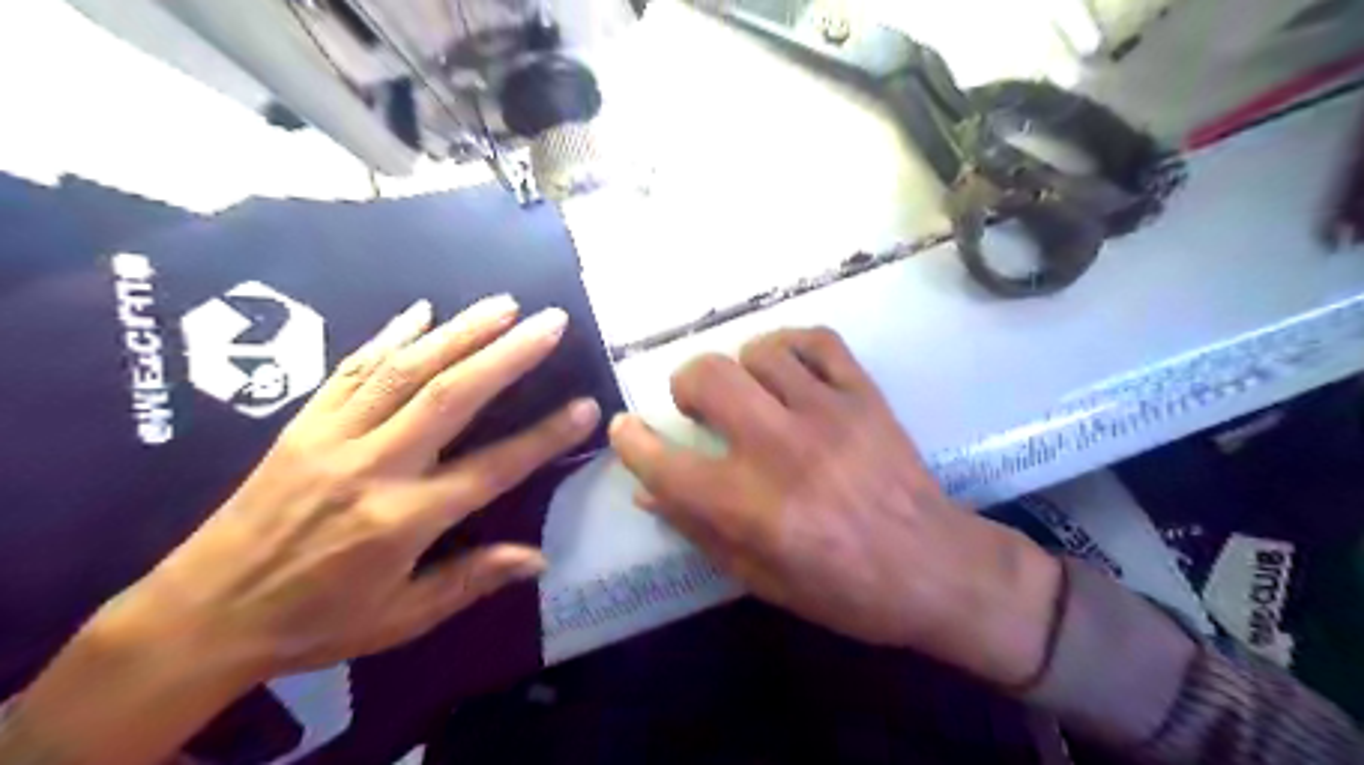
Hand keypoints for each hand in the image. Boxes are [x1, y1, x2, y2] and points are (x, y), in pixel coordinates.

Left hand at [102, 293, 597, 673]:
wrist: (201, 614)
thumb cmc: (314, 623)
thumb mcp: (400, 619)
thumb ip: (470, 581)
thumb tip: (538, 559)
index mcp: (402, 520)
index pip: (493, 469)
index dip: (545, 437)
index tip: (586, 406)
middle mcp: (373, 467)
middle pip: (450, 397)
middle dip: (507, 354)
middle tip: (550, 322)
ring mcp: (333, 437)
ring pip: (405, 370)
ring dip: (459, 332)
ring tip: (504, 304)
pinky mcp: (302, 424)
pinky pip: (351, 369)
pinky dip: (390, 335)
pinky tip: (421, 310)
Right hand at [611, 330, 1065, 687]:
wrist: (935, 567)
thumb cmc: (843, 588)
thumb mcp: (760, 576)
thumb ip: (698, 528)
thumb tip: (647, 490)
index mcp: (752, 506)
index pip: (666, 462)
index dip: (632, 441)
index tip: (625, 428)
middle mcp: (783, 448)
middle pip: (708, 377)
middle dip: (685, 385)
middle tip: (697, 407)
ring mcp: (829, 412)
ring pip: (758, 351)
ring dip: (740, 368)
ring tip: (750, 392)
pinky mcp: (865, 394)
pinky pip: (817, 340)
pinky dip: (791, 345)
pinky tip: (787, 368)